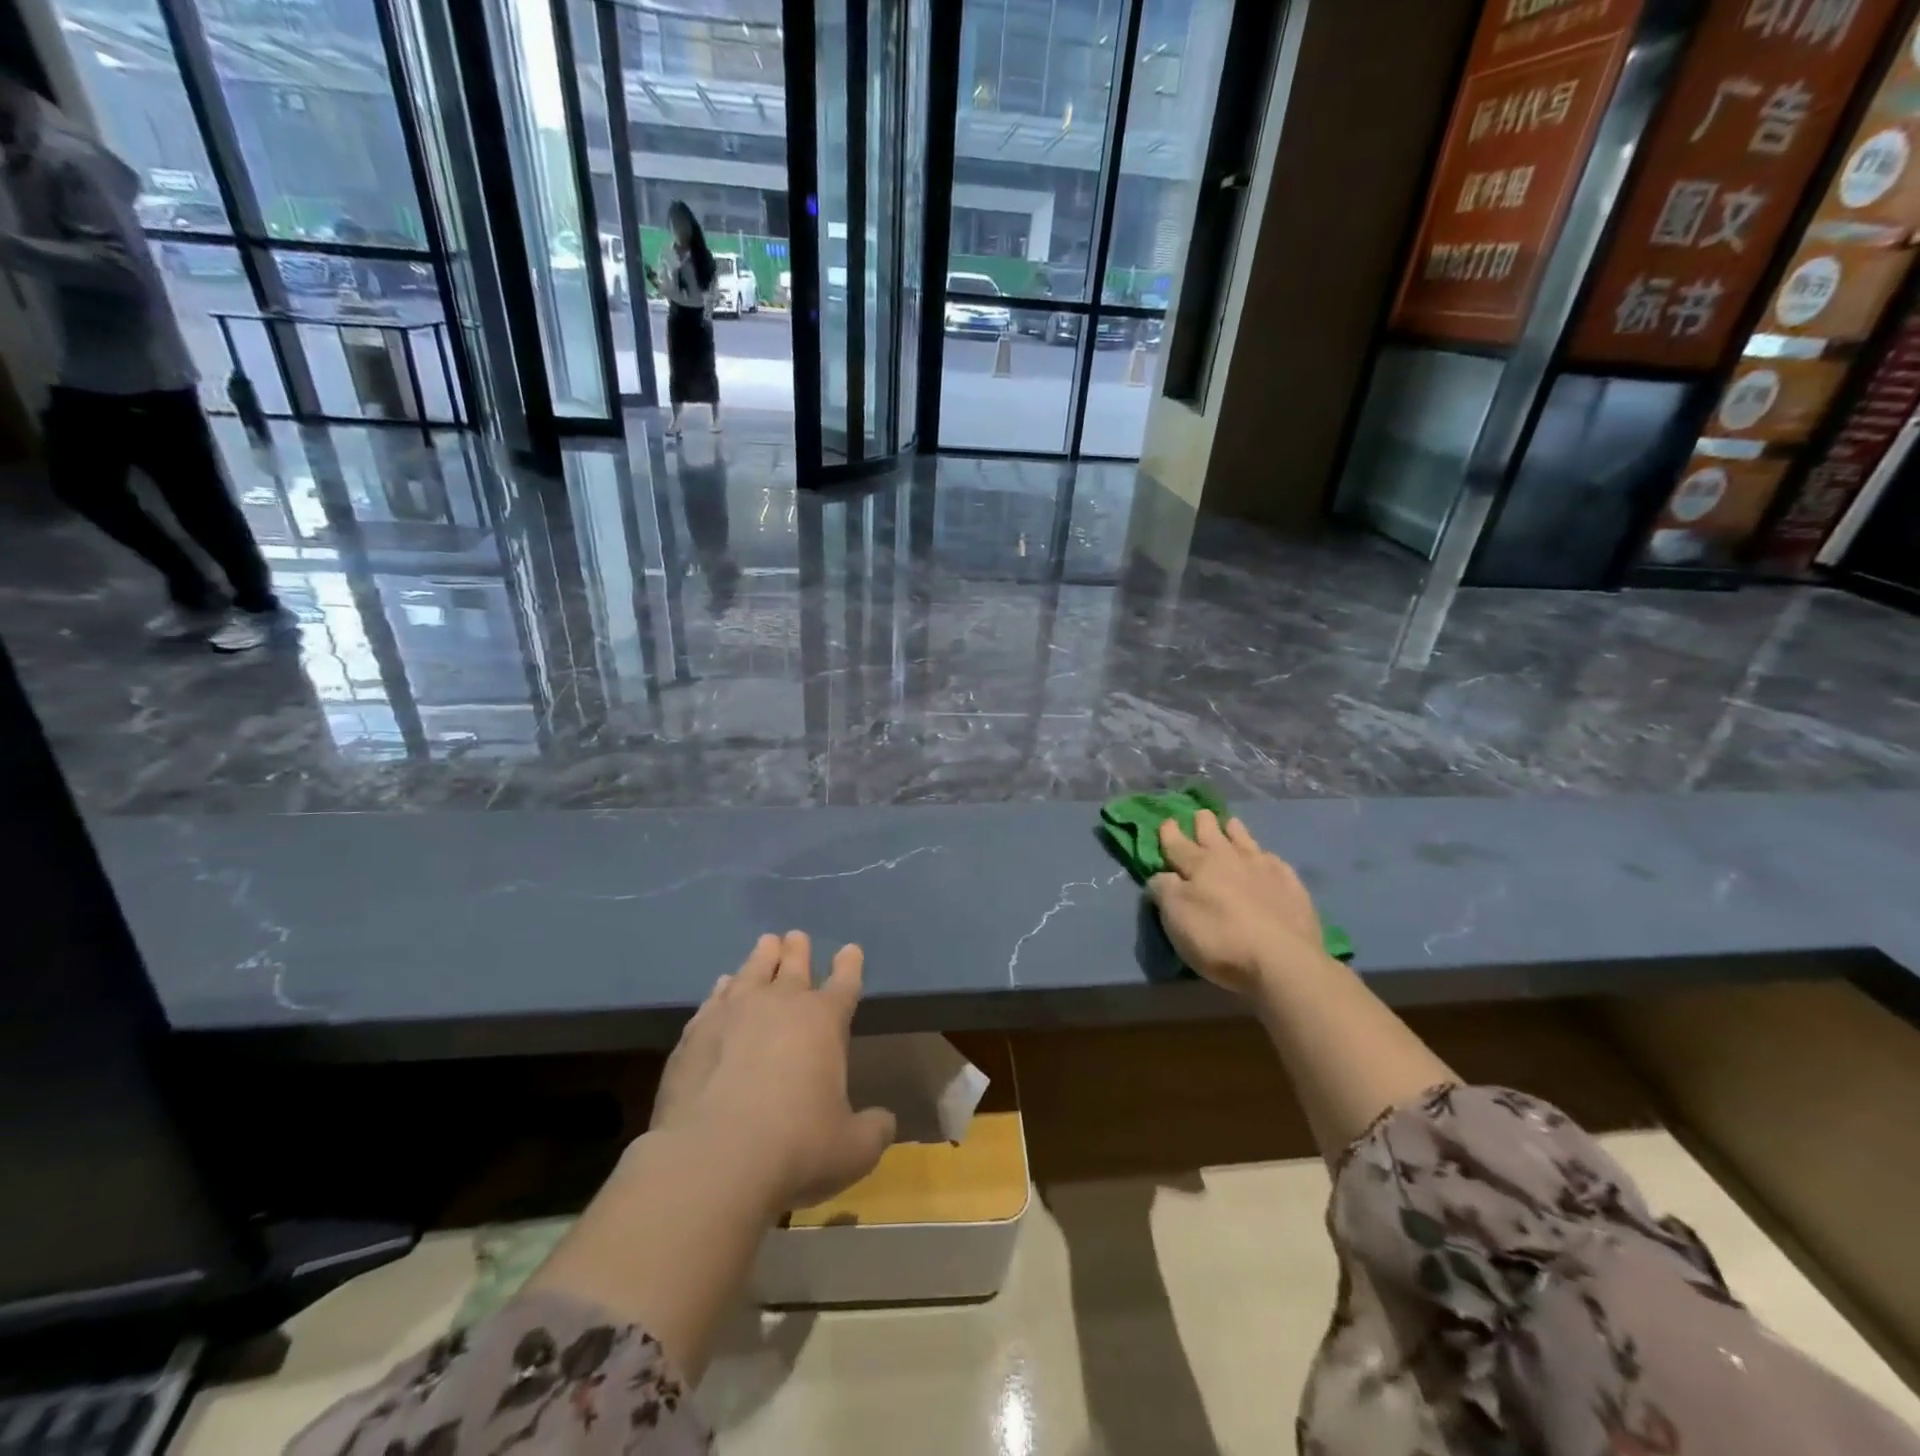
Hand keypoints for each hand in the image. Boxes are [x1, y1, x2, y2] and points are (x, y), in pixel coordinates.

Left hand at [650, 931, 895, 1214]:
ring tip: (766, 944)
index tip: (850, 949)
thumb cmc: (795, 1147)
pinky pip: (715, 998)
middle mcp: (780, 1004)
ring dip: (762, 957)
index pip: (844, 983)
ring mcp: (733, 1013)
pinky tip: (723, 985)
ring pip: (752, 971)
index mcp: (824, 1021)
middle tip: (797, 937)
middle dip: (799, 950)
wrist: (713, 1158)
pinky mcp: (696, 1032)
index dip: (849, 965)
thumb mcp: (853, 1150)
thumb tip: (884, 1121)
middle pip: (794, 966)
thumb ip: (873, 1130)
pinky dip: (724, 988)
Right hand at [1147, 811, 1324, 993]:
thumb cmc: (1220, 938)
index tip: (1167, 821)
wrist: (1283, 959)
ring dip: (1235, 831)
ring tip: (1232, 823)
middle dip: (1203, 823)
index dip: (1170, 833)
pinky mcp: (1292, 886)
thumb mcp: (1176, 918)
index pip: (1178, 844)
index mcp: (1199, 865)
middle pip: (1213, 834)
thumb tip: (1162, 876)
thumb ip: (1164, 891)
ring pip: (1245, 841)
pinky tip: (1267, 859)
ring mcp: (1265, 869)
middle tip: (1201, 813)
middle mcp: (1231, 859)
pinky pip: (1274, 861)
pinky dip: (1265, 856)